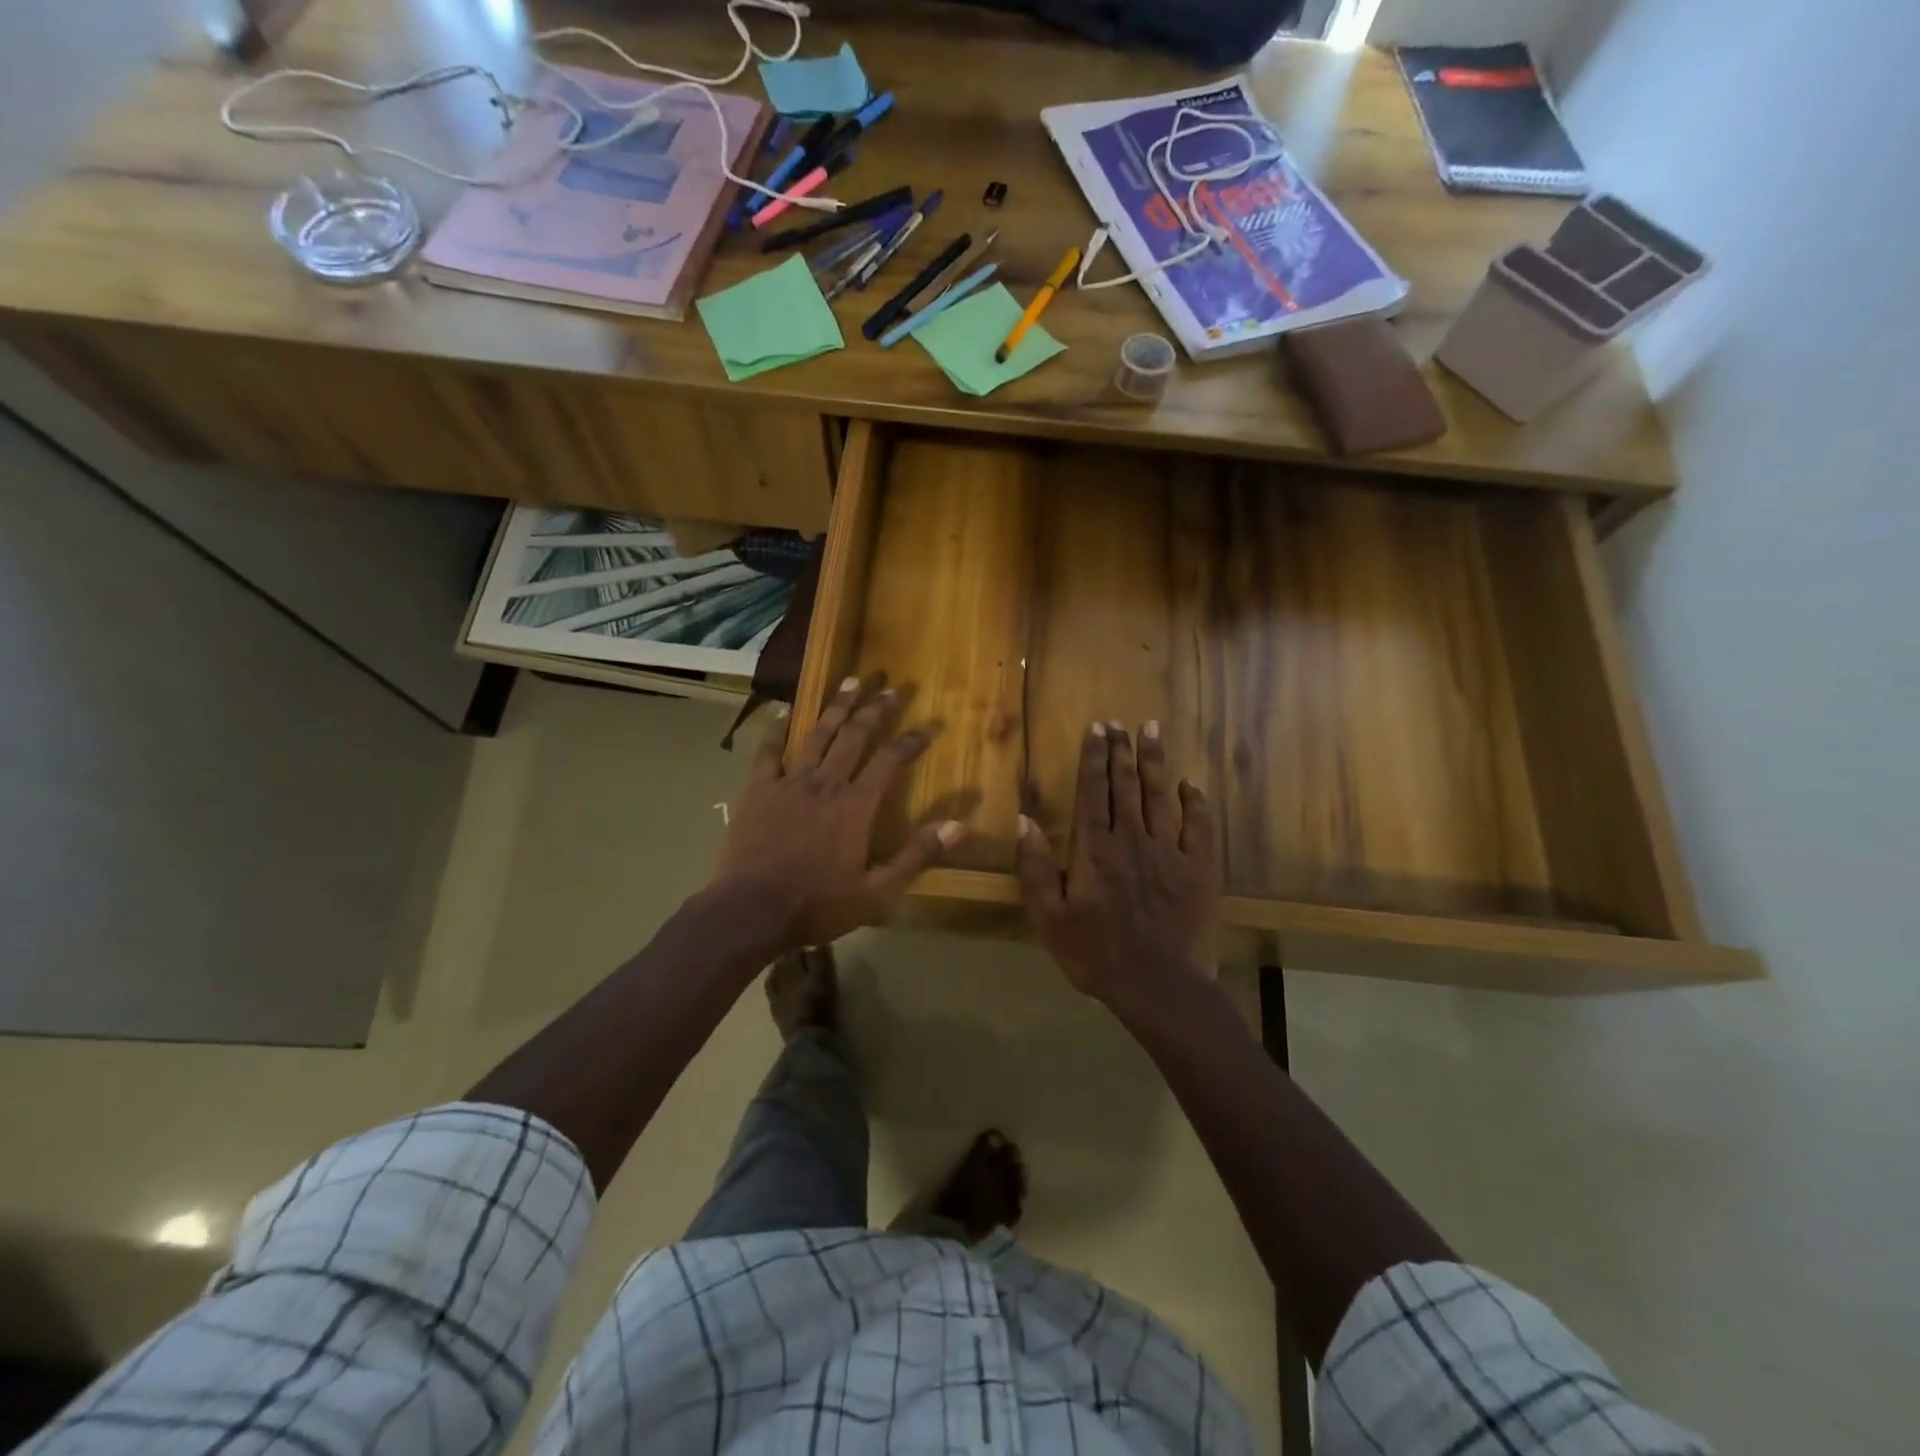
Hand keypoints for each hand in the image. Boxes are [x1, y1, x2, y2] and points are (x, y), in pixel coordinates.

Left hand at [714, 678, 966, 947]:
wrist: (750, 911)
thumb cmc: (817, 904)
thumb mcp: (877, 891)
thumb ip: (917, 856)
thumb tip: (959, 826)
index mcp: (856, 805)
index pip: (891, 760)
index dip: (912, 739)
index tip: (931, 724)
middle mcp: (826, 782)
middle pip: (856, 735)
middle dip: (876, 709)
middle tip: (892, 687)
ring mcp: (789, 781)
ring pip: (818, 734)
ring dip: (837, 706)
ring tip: (852, 681)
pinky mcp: (758, 789)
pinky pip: (769, 750)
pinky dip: (777, 728)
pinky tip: (784, 711)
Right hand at [1015, 721, 1220, 1005]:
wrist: (1158, 986)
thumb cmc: (1096, 953)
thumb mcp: (1050, 917)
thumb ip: (1036, 868)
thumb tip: (1024, 821)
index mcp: (1095, 849)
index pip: (1092, 791)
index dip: (1093, 757)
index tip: (1096, 729)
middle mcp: (1132, 840)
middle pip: (1126, 785)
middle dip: (1121, 750)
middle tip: (1120, 723)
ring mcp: (1170, 852)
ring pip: (1161, 796)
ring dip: (1155, 762)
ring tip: (1152, 730)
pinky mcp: (1199, 869)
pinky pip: (1199, 826)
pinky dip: (1195, 802)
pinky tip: (1190, 785)